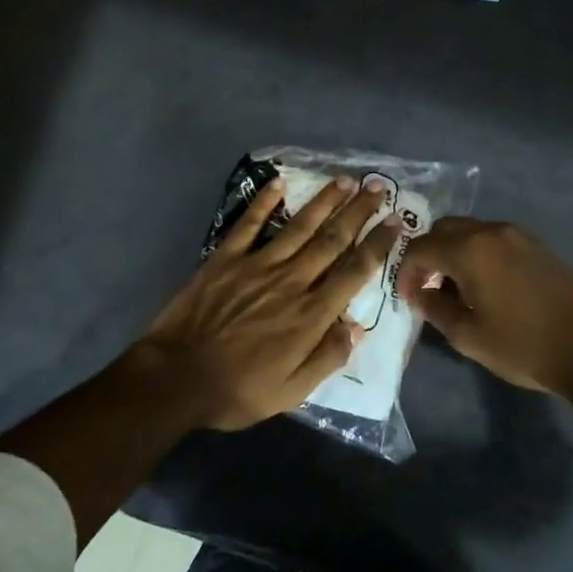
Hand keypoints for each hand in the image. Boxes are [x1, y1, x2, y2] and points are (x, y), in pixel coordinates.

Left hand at [129, 175, 399, 431]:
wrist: (176, 378)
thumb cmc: (238, 390)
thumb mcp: (292, 391)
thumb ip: (328, 357)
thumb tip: (358, 326)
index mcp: (310, 315)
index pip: (353, 272)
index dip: (378, 245)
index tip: (396, 223)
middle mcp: (290, 282)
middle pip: (332, 240)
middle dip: (358, 212)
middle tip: (377, 187)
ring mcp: (256, 266)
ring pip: (298, 226)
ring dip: (323, 201)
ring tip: (344, 180)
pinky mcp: (225, 260)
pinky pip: (249, 224)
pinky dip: (264, 203)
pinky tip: (279, 183)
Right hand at [395, 218, 572, 395]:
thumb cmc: (521, 346)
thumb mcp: (467, 336)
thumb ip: (435, 308)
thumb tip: (420, 293)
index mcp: (470, 250)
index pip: (421, 248)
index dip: (406, 271)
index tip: (407, 296)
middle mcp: (492, 232)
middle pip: (444, 229)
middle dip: (428, 254)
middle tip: (427, 286)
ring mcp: (518, 235)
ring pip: (471, 230)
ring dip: (454, 251)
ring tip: (455, 286)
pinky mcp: (537, 245)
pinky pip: (494, 238)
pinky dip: (478, 252)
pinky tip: (485, 282)